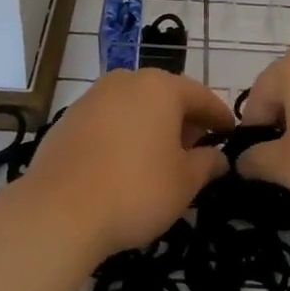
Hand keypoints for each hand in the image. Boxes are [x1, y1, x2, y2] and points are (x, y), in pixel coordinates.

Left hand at [20, 68, 232, 256]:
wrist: (59, 209)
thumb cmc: (135, 190)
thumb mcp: (184, 183)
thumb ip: (206, 164)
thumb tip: (218, 157)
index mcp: (160, 87)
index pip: (201, 96)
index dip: (219, 116)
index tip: (230, 134)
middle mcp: (126, 81)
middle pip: (165, 96)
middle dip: (184, 121)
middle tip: (197, 151)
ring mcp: (93, 97)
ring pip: (135, 106)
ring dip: (152, 126)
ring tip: (161, 160)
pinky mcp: (69, 118)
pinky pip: (108, 120)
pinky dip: (124, 134)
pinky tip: (125, 164)